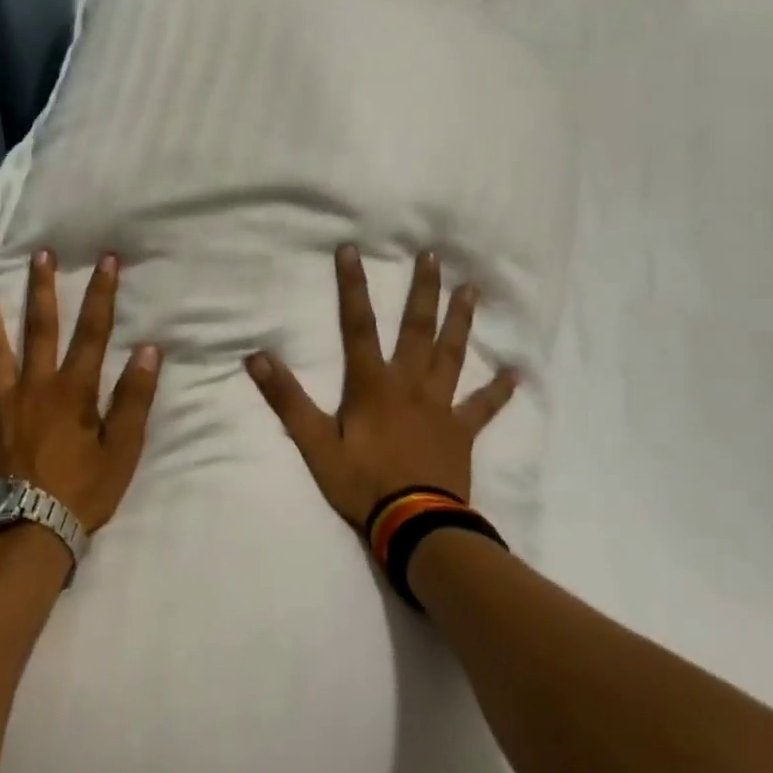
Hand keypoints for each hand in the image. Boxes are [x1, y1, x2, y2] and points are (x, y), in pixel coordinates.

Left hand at [0, 250, 161, 533]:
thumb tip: (148, 350)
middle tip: (40, 255)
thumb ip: (134, 399)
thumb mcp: (122, 450)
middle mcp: (34, 387)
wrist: (25, 535)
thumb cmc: (80, 494)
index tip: (106, 260)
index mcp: (72, 391)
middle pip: (39, 329)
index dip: (101, 294)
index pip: (93, 332)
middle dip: (42, 289)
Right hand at [246, 246, 518, 530]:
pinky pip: (484, 406)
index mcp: (373, 384)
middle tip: (433, 255)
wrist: (414, 523)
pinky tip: (515, 373)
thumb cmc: (361, 482)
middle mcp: (410, 384)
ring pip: (452, 354)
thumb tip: (257, 357)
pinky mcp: (461, 430)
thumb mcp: (315, 443)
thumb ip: (288, 399)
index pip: (358, 326)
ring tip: (471, 290)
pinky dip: (499, 390)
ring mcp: (440, 405)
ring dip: (460, 321)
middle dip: (423, 291)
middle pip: (417, 329)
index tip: (352, 250)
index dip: (353, 287)